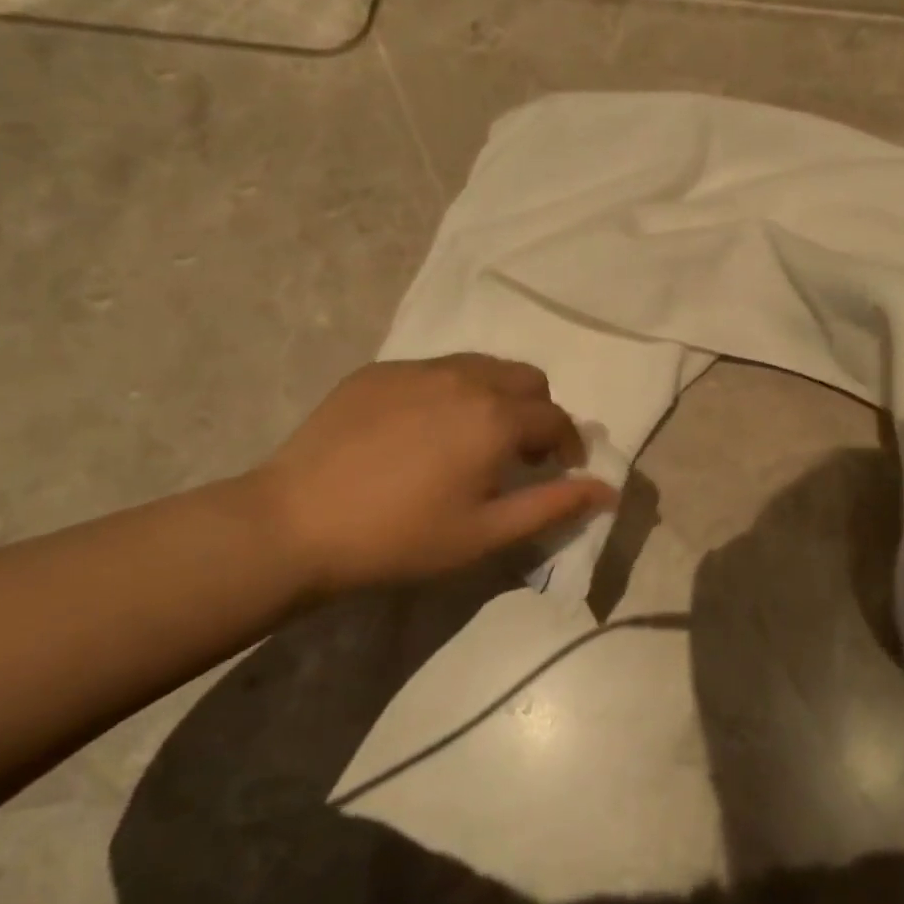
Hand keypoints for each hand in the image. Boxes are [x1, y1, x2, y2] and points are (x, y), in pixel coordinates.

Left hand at [253, 355, 614, 589]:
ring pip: (482, 366)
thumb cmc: (401, 537)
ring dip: (497, 395)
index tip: (562, 469)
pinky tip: (422, 430)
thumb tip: (607, 489)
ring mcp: (418, 368)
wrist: (296, 523)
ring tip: (474, 437)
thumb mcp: (486, 534)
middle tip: (520, 453)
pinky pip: (435, 369)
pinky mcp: (379, 370)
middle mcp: (466, 378)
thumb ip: (553, 506)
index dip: (569, 444)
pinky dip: (450, 391)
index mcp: (497, 418)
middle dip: (538, 411)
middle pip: (526, 379)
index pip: (556, 418)